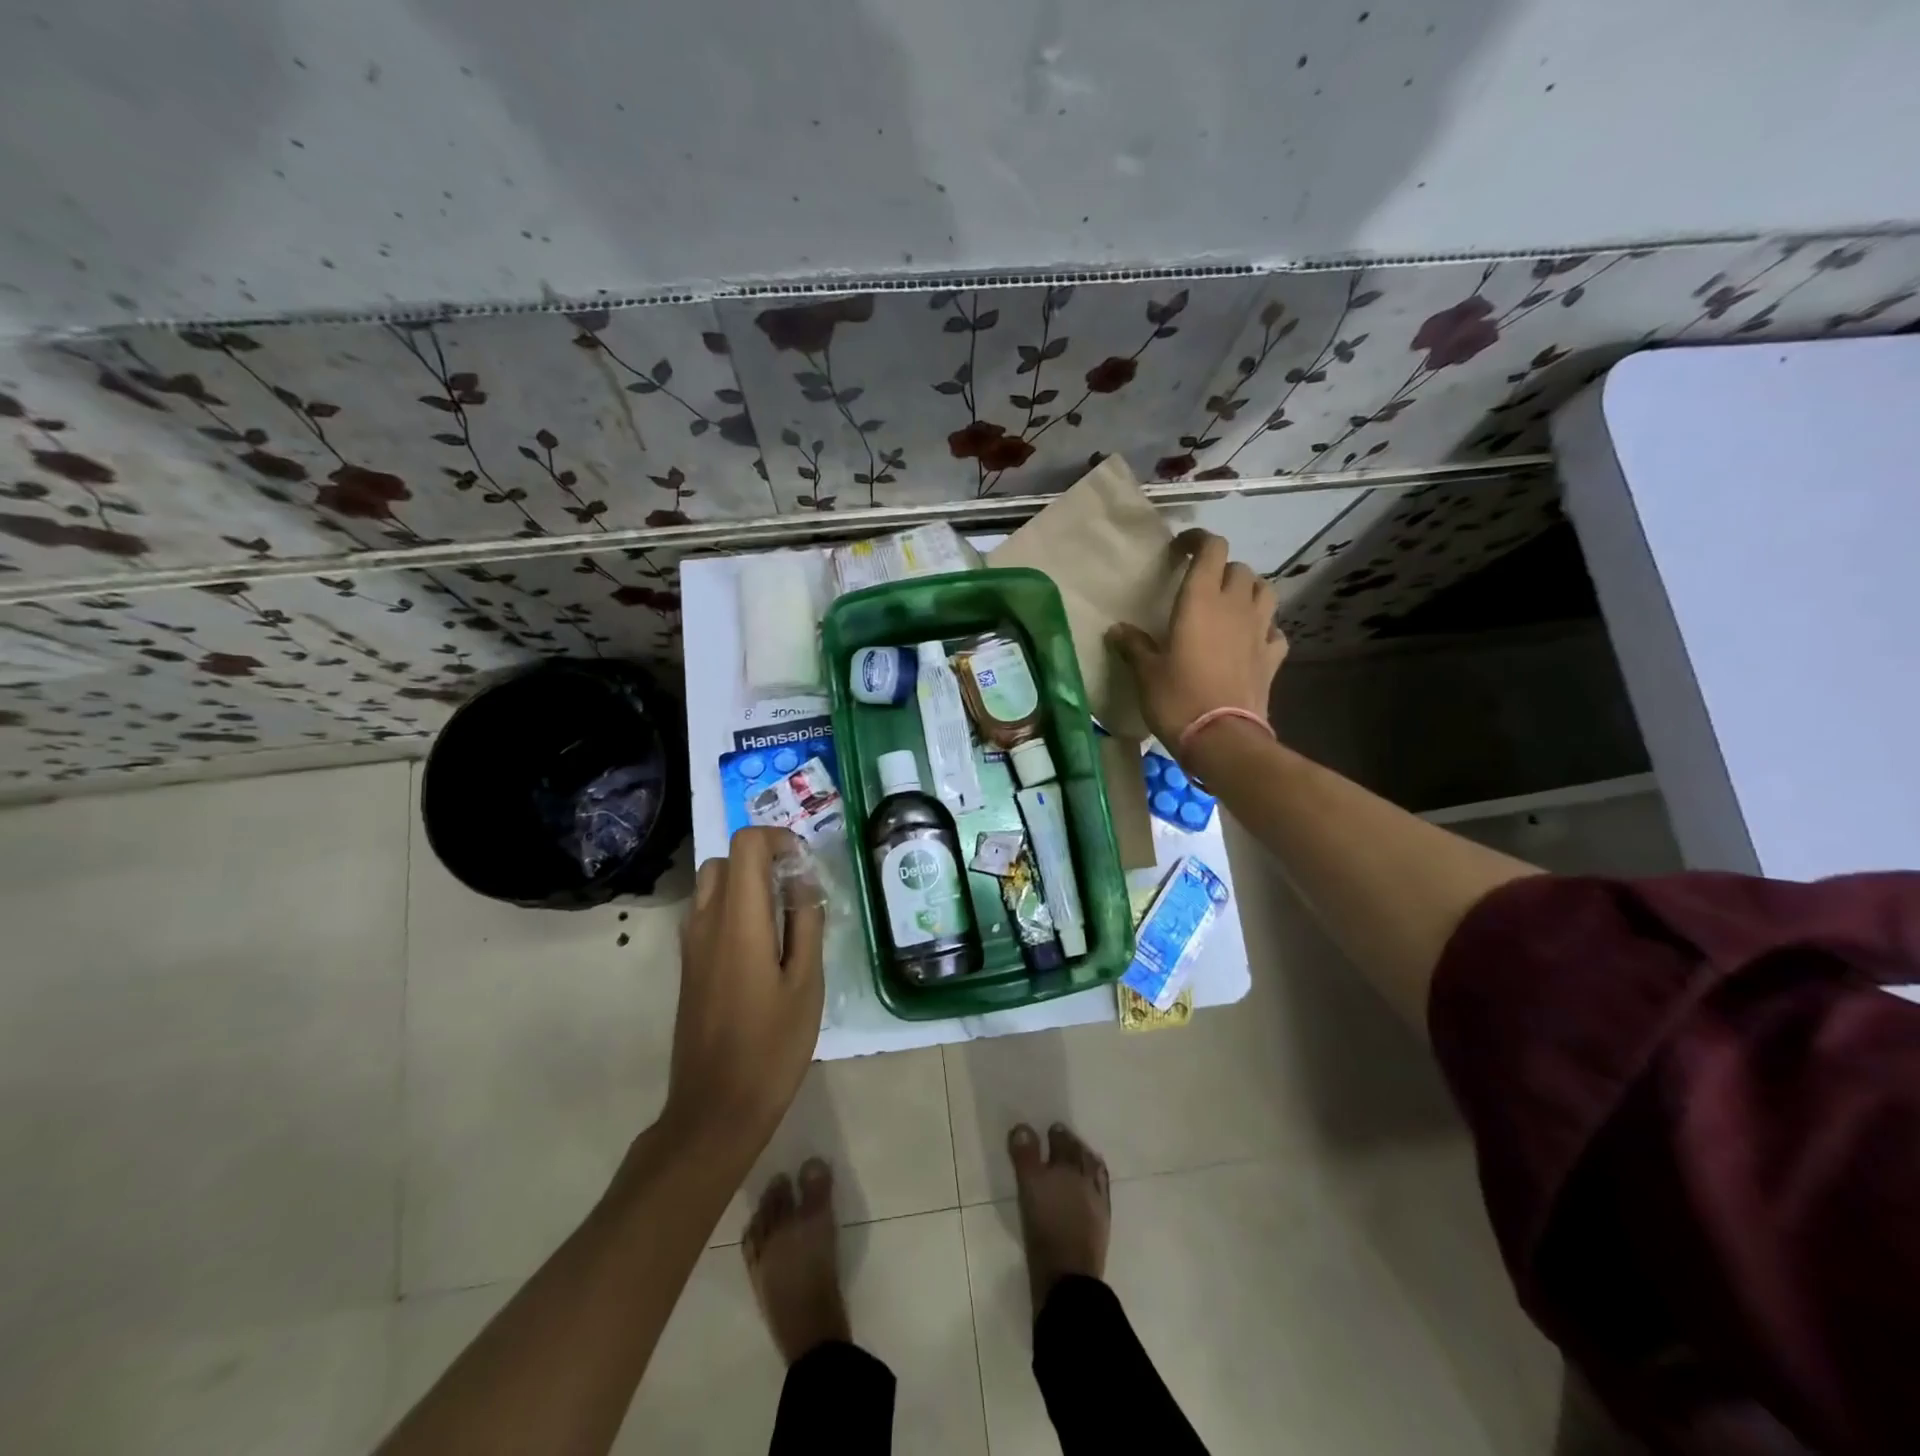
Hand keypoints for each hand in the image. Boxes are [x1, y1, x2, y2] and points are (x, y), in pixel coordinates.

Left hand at [664, 827, 823, 1153]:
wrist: (715, 1108)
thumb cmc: (771, 1046)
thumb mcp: (806, 983)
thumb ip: (806, 923)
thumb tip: (803, 882)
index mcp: (738, 920)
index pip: (746, 845)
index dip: (778, 839)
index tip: (805, 865)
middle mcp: (706, 922)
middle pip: (725, 859)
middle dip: (762, 859)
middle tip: (796, 887)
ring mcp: (691, 945)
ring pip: (712, 886)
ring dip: (746, 882)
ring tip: (783, 915)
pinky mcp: (689, 966)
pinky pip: (707, 914)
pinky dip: (733, 908)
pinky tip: (763, 945)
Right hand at [1106, 528, 1287, 751]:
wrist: (1222, 738)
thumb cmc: (1177, 698)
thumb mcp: (1146, 672)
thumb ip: (1133, 645)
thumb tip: (1117, 630)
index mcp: (1201, 600)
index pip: (1212, 549)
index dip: (1198, 541)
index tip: (1181, 550)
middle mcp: (1235, 606)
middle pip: (1239, 569)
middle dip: (1221, 570)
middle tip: (1201, 586)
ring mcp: (1259, 631)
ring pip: (1264, 591)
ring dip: (1248, 591)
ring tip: (1230, 605)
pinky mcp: (1272, 657)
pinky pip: (1274, 630)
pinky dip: (1264, 628)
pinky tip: (1250, 639)